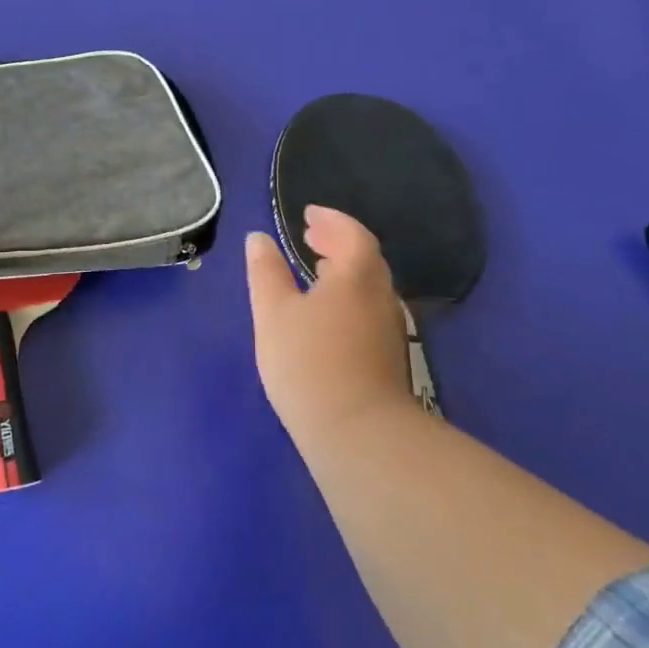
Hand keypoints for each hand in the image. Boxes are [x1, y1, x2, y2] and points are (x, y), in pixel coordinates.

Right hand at [246, 206, 412, 442]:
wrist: (357, 433)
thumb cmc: (308, 362)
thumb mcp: (273, 312)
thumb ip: (265, 272)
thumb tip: (259, 238)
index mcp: (356, 276)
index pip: (352, 234)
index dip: (331, 220)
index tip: (308, 214)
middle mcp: (381, 296)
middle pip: (365, 258)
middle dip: (338, 242)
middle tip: (310, 236)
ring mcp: (389, 329)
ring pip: (369, 286)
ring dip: (345, 270)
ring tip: (316, 270)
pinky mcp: (388, 358)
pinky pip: (369, 309)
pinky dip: (349, 296)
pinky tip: (328, 314)